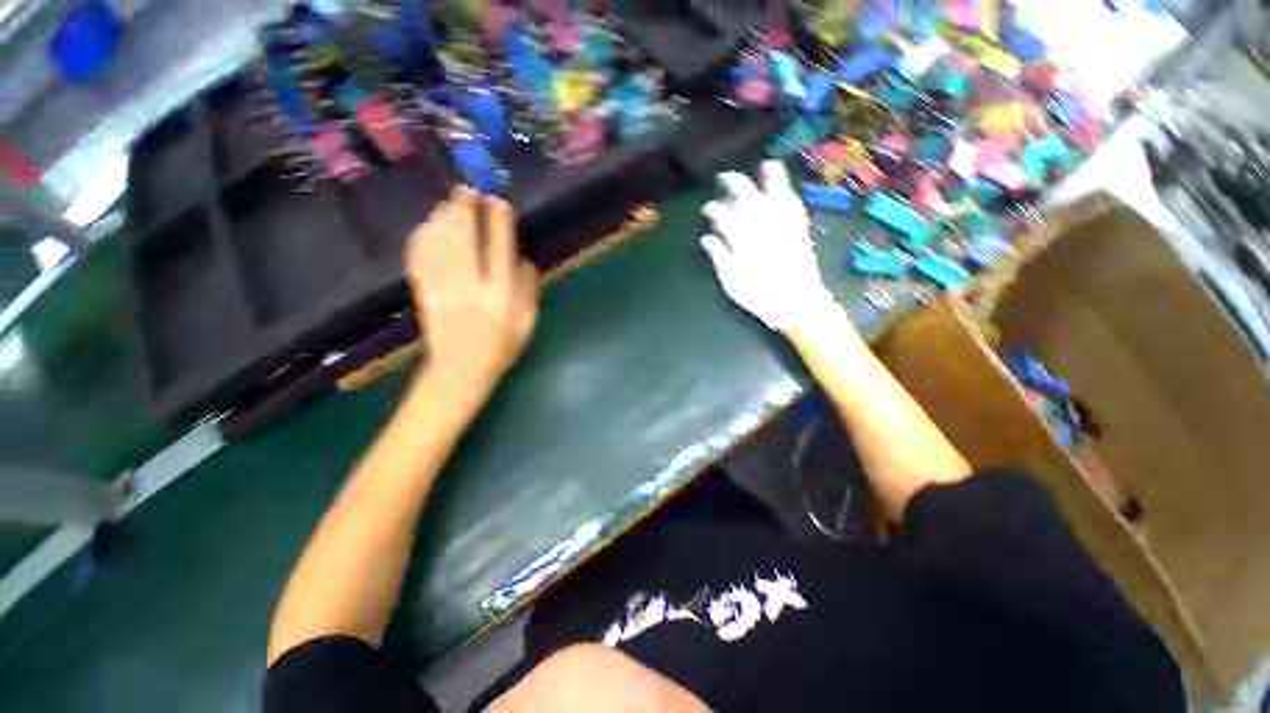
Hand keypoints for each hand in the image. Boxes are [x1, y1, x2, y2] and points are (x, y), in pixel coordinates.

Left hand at [405, 187, 537, 402]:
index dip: (498, 221)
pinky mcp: (423, 292)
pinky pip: (419, 258)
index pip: (499, 248)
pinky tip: (426, 226)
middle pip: (464, 237)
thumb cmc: (500, 348)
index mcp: (500, 294)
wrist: (460, 372)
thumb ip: (528, 291)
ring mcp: (442, 288)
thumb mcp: (526, 324)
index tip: (498, 200)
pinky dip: (422, 238)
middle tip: (465, 188)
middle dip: (464, 208)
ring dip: (442, 217)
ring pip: (439, 243)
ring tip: (448, 202)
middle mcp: (471, 286)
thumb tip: (523, 259)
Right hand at [700, 161, 836, 331]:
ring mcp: (784, 225)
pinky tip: (787, 189)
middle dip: (735, 182)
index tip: (707, 208)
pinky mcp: (800, 229)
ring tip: (766, 164)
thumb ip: (719, 257)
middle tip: (725, 177)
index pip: (724, 216)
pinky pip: (795, 205)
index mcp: (743, 240)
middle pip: (748, 196)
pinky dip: (789, 193)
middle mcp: (764, 226)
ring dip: (770, 177)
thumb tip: (707, 238)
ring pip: (776, 193)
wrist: (797, 304)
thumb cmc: (760, 296)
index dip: (714, 209)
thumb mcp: (732, 282)